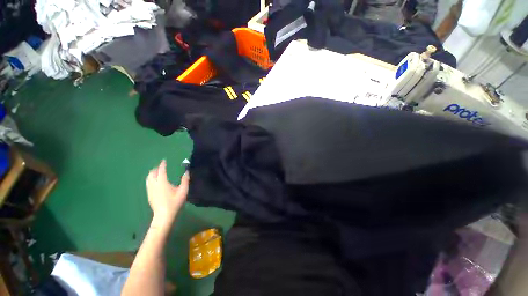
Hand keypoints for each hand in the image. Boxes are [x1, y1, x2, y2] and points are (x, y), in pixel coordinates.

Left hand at [146, 160, 188, 228]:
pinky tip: (155, 181)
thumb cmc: (174, 202)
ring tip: (157, 172)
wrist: (164, 216)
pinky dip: (151, 179)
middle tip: (161, 166)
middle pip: (152, 173)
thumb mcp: (183, 191)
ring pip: (148, 178)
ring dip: (152, 173)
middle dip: (156, 168)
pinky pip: (148, 183)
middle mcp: (154, 185)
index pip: (161, 171)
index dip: (162, 165)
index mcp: (162, 182)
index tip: (164, 160)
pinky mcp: (149, 195)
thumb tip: (186, 172)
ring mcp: (150, 190)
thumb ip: (185, 180)